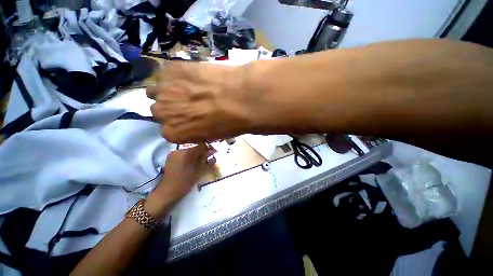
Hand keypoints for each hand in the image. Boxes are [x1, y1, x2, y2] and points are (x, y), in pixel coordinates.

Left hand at [145, 143, 214, 217]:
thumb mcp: (200, 171)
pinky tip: (190, 164)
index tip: (213, 153)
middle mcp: (180, 150)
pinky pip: (183, 154)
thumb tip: (214, 152)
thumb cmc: (186, 182)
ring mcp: (174, 153)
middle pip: (195, 148)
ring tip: (198, 163)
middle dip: (202, 153)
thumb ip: (208, 161)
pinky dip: (188, 157)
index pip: (202, 145)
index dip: (209, 149)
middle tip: (207, 159)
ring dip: (195, 155)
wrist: (168, 192)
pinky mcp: (170, 157)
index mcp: (188, 152)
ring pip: (189, 151)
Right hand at [146, 62, 255, 142]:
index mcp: (173, 134)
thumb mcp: (213, 135)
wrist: (240, 98)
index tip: (191, 119)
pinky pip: (166, 73)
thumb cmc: (230, 122)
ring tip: (189, 88)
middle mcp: (162, 113)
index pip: (169, 130)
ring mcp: (163, 89)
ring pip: (157, 91)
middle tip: (189, 102)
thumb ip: (196, 131)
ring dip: (169, 91)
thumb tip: (196, 124)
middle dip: (172, 108)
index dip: (181, 123)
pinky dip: (175, 75)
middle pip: (160, 110)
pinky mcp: (170, 69)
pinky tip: (192, 76)